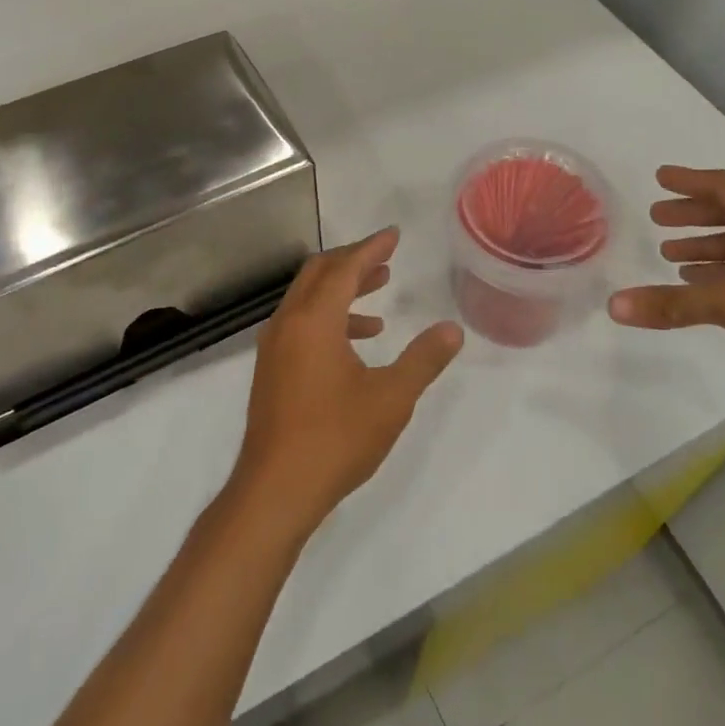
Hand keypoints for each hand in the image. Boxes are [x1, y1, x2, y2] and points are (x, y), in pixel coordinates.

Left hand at [232, 229, 463, 530]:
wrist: (275, 490)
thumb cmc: (335, 438)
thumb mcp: (391, 398)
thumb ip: (423, 360)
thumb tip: (452, 330)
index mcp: (314, 320)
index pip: (344, 268)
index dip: (371, 248)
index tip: (394, 234)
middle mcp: (288, 323)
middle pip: (319, 273)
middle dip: (353, 261)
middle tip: (386, 259)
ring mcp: (274, 347)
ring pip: (308, 298)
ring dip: (342, 290)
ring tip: (380, 294)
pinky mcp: (271, 369)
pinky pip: (301, 323)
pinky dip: (329, 318)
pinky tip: (358, 341)